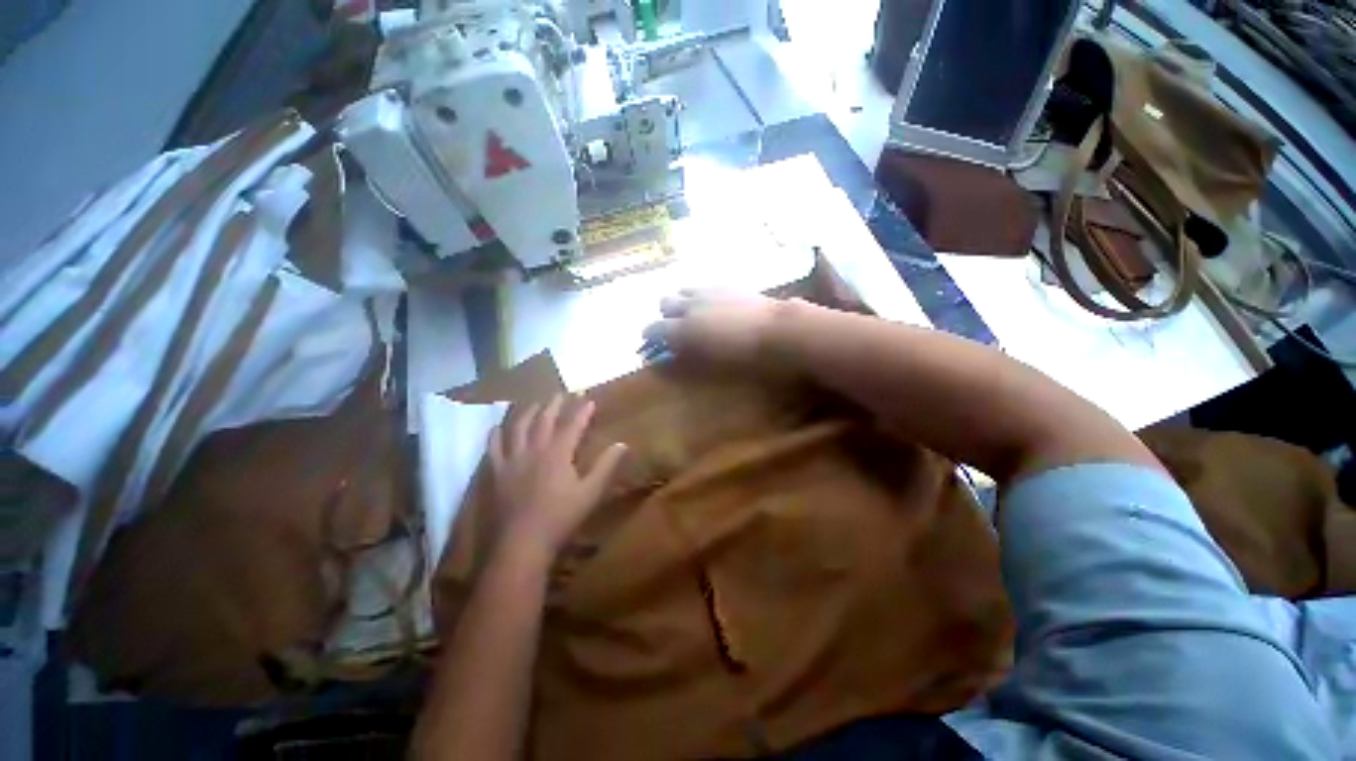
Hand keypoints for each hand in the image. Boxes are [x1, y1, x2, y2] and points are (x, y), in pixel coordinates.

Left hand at [488, 394, 626, 560]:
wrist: (522, 544)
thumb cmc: (561, 518)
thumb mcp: (591, 493)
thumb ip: (606, 466)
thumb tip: (623, 444)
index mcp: (558, 454)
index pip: (572, 425)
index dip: (581, 411)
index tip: (588, 399)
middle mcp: (534, 450)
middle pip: (544, 420)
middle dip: (555, 405)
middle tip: (561, 393)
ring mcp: (512, 460)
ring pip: (518, 428)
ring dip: (527, 412)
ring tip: (534, 403)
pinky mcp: (497, 473)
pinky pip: (494, 448)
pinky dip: (495, 435)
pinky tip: (496, 427)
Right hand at [643, 290, 787, 363]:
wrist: (776, 330)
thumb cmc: (743, 357)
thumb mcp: (710, 364)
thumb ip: (687, 357)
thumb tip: (672, 354)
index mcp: (682, 329)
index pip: (654, 329)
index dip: (650, 336)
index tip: (651, 342)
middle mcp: (689, 306)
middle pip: (664, 303)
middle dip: (665, 315)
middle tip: (675, 328)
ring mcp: (707, 291)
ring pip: (682, 291)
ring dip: (682, 302)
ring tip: (693, 314)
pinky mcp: (725, 284)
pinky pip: (703, 287)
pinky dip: (701, 296)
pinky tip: (714, 306)